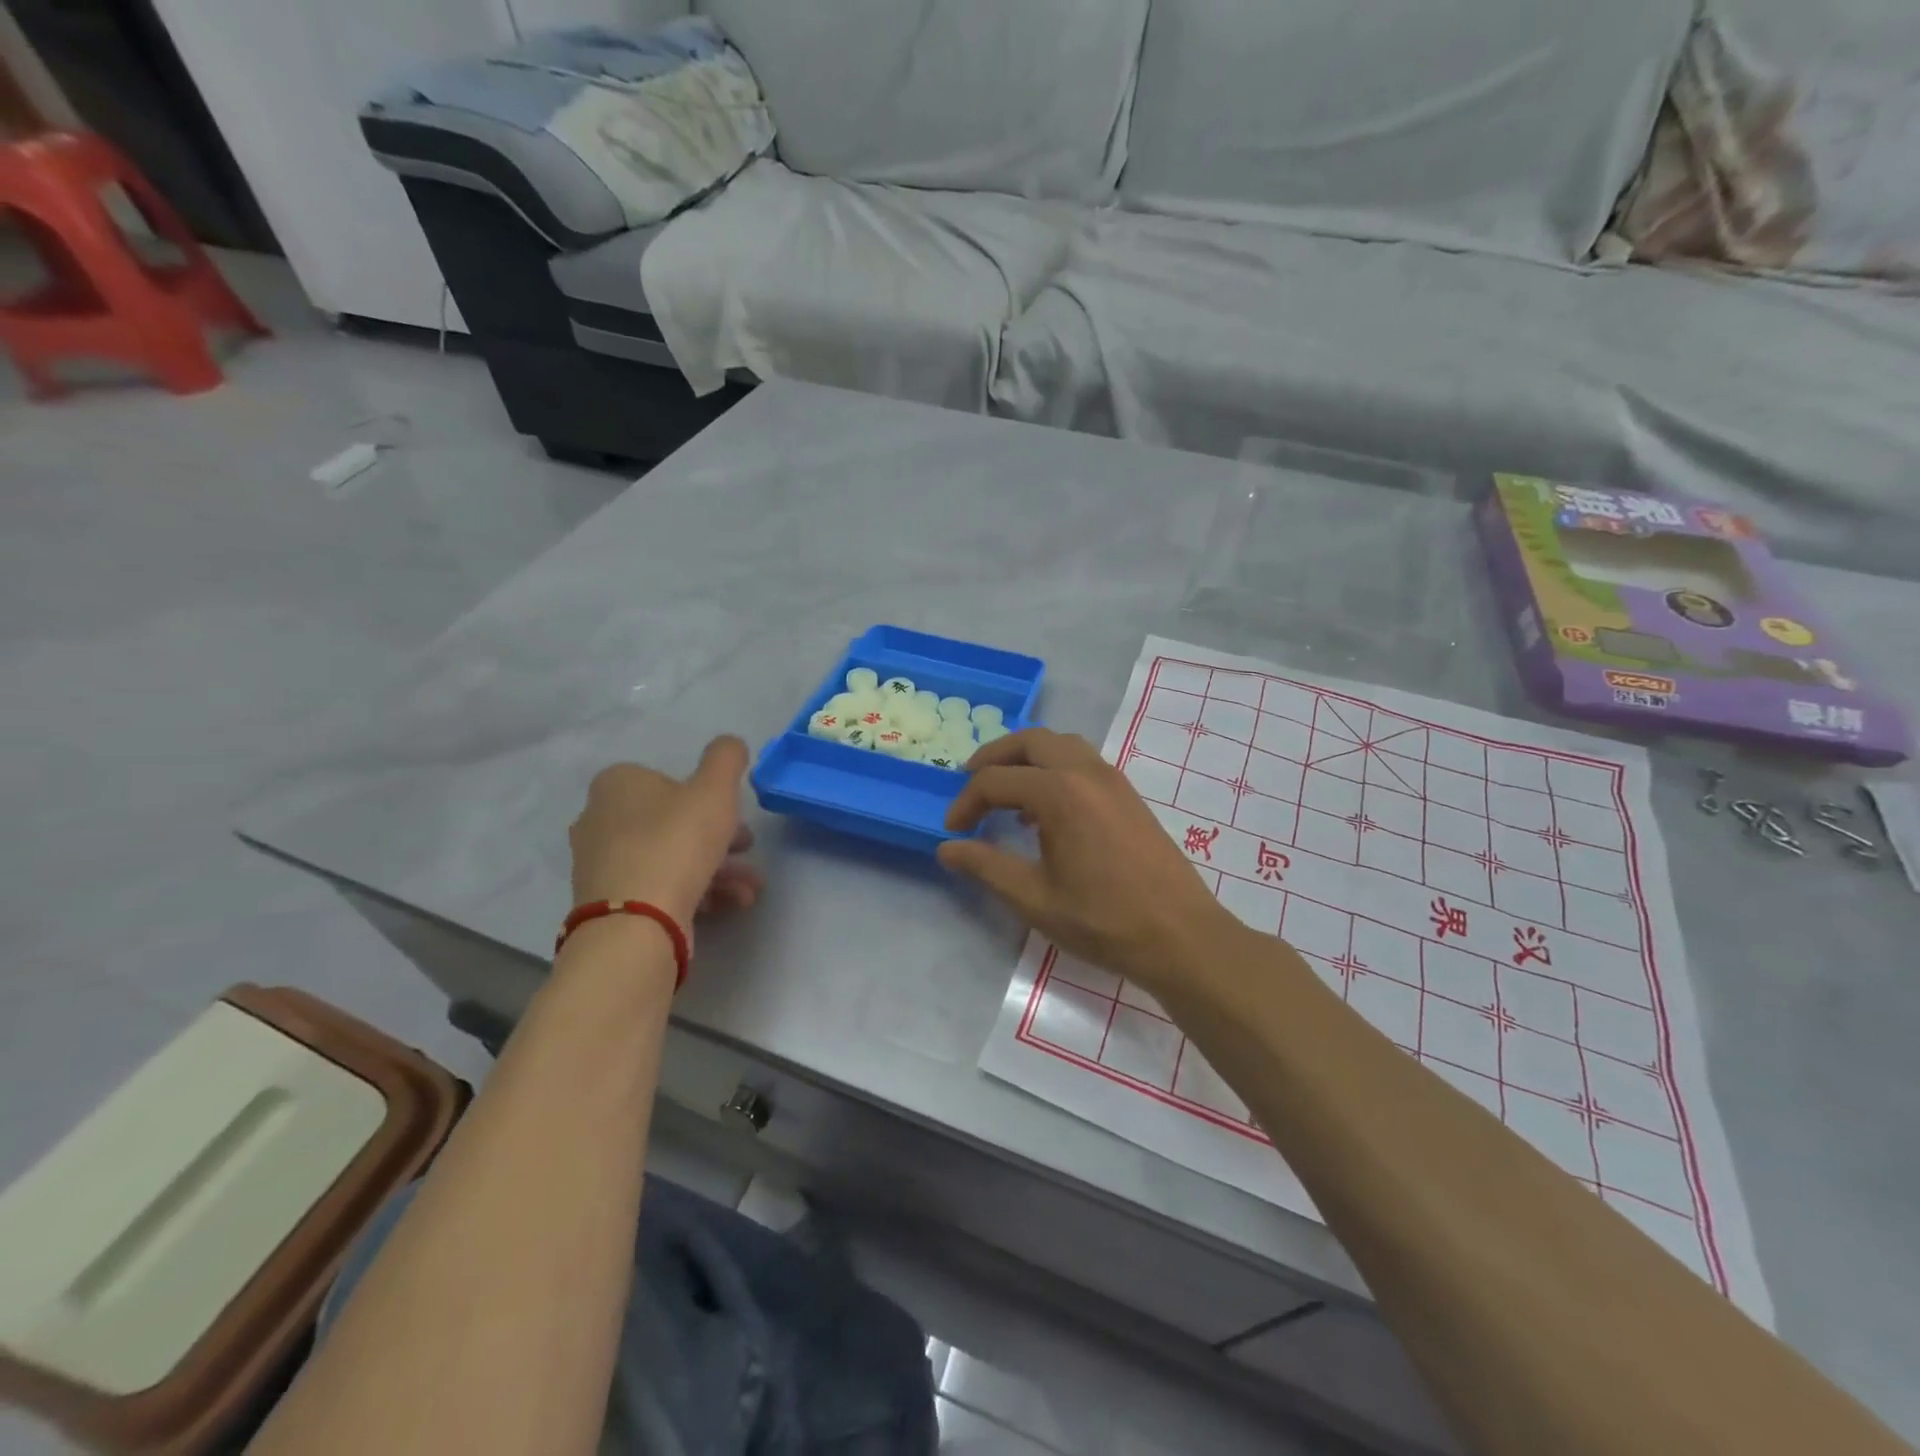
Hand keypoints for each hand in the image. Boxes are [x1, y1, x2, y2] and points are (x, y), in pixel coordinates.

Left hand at [569, 737, 762, 932]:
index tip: (736, 816)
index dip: (708, 797)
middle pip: (673, 822)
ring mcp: (601, 865)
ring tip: (750, 889)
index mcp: (617, 784)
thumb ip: (726, 758)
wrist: (637, 923)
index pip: (668, 780)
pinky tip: (731, 904)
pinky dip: (697, 892)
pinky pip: (660, 888)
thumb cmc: (676, 842)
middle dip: (719, 838)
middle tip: (747, 850)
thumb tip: (730, 745)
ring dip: (718, 870)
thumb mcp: (715, 788)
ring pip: (671, 858)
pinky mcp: (610, 903)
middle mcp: (599, 819)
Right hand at [937, 728, 1241, 994]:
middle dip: (993, 758)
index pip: (996, 780)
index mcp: (1060, 793)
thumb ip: (986, 866)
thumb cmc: (1103, 921)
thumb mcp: (1034, 899)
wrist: (1181, 936)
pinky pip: (1082, 762)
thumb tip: (947, 848)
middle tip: (969, 784)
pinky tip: (1045, 812)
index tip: (952, 831)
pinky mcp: (1128, 794)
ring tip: (1005, 792)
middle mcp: (1086, 772)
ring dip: (1026, 758)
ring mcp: (1113, 780)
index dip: (966, 803)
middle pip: (1030, 741)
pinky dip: (1054, 768)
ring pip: (1060, 745)